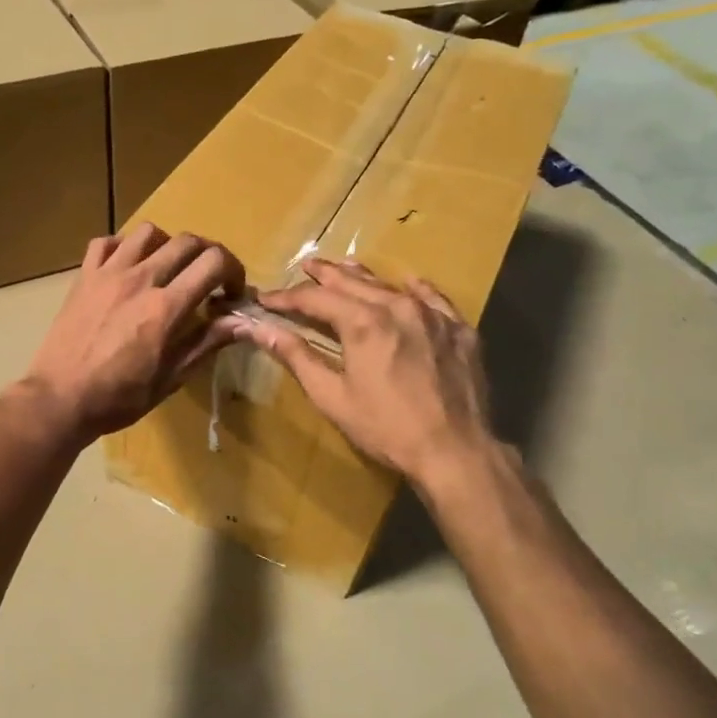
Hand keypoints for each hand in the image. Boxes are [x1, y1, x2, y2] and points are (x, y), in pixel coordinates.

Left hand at [19, 223, 244, 444]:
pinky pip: (106, 242)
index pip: (214, 263)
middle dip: (207, 255)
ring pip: (148, 232)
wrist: (60, 399)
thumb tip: (241, 322)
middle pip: (187, 241)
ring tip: (167, 268)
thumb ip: (207, 343)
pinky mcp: (83, 276)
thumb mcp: (171, 378)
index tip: (230, 292)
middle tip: (207, 278)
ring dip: (167, 245)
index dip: (233, 271)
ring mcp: (108, 274)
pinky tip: (127, 267)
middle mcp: (140, 280)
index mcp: (166, 307)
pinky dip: (123, 247)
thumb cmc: (119, 398)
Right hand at [230, 258, 501, 487]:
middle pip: (352, 282)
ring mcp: (432, 315)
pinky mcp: (458, 329)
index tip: (265, 299)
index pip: (315, 299)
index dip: (286, 297)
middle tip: (305, 267)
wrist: (455, 451)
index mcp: (362, 322)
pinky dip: (413, 289)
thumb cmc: (386, 428)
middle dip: (324, 275)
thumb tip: (258, 329)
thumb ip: (296, 357)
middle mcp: (397, 306)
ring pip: (390, 285)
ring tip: (344, 267)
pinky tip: (407, 284)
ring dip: (363, 276)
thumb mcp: (332, 396)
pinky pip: (433, 298)